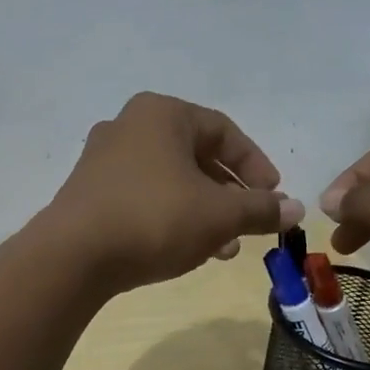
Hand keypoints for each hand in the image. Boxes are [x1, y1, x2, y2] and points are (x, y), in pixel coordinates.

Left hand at [43, 92, 303, 292]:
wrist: (72, 255)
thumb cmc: (154, 218)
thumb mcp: (218, 215)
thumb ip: (260, 209)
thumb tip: (296, 210)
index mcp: (161, 113)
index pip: (223, 131)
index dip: (255, 165)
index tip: (274, 196)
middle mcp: (128, 126)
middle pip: (195, 156)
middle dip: (228, 195)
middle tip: (249, 225)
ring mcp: (102, 160)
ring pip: (169, 181)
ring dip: (201, 212)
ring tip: (223, 249)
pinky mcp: (87, 192)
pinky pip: (141, 197)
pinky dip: (169, 217)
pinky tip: (183, 250)